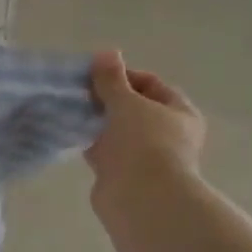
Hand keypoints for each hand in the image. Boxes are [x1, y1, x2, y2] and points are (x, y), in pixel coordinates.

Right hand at [85, 50, 206, 213]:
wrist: (140, 198)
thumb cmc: (142, 143)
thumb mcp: (126, 102)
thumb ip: (111, 79)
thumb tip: (106, 53)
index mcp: (180, 113)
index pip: (151, 84)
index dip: (123, 76)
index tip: (95, 76)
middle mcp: (168, 133)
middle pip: (134, 107)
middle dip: (107, 99)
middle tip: (79, 93)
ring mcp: (146, 155)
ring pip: (117, 130)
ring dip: (97, 121)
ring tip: (71, 111)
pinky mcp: (125, 173)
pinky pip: (105, 150)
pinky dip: (91, 142)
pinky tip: (72, 134)